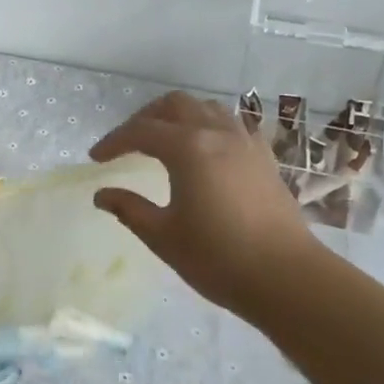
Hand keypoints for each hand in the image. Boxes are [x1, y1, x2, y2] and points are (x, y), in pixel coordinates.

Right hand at [90, 92, 329, 313]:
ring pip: (206, 108)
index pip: (140, 131)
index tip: (96, 159)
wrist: (288, 278)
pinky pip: (231, 125)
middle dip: (145, 118)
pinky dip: (209, 127)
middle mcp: (216, 133)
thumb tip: (102, 195)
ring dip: (179, 117)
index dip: (114, 141)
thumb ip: (129, 209)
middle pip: (174, 105)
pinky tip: (205, 151)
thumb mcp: (163, 236)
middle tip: (128, 143)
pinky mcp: (264, 158)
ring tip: (164, 141)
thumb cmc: (218, 258)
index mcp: (187, 148)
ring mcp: (245, 143)